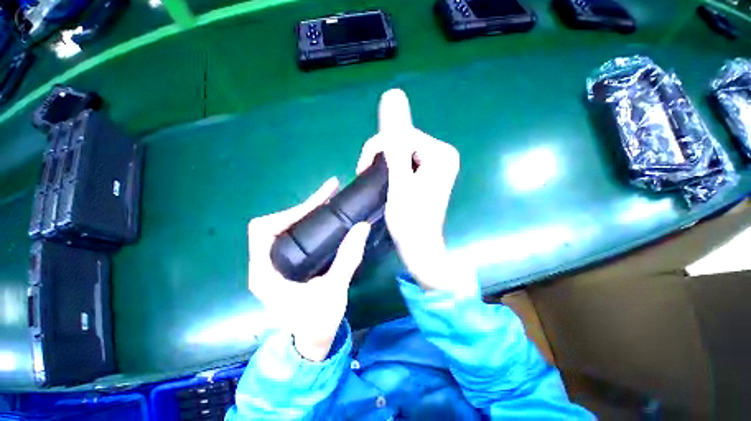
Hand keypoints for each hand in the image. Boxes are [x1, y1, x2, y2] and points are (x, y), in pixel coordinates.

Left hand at [247, 178, 370, 360]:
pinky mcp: (287, 264)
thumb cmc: (317, 323)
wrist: (311, 343)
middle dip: (302, 207)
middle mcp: (265, 264)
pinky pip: (293, 235)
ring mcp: (275, 263)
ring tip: (328, 200)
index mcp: (265, 272)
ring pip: (284, 227)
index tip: (318, 204)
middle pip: (275, 223)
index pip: (264, 230)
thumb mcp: (334, 290)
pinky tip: (324, 218)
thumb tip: (362, 227)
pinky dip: (308, 223)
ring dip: (305, 212)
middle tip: (328, 194)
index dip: (289, 213)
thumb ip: (347, 258)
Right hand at [356, 89, 462, 290]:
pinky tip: (385, 182)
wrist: (419, 248)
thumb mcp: (398, 182)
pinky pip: (404, 162)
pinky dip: (390, 170)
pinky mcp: (427, 174)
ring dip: (383, 164)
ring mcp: (435, 164)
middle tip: (367, 175)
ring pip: (400, 152)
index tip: (363, 168)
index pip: (402, 134)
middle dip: (380, 157)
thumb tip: (392, 95)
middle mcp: (442, 154)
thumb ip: (395, 143)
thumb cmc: (409, 221)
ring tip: (375, 181)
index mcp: (440, 153)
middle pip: (402, 142)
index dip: (378, 148)